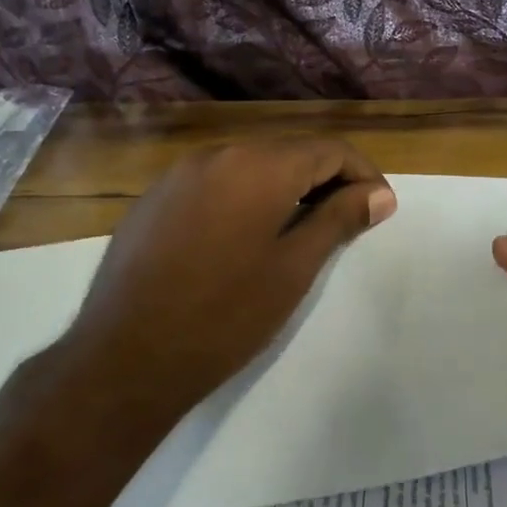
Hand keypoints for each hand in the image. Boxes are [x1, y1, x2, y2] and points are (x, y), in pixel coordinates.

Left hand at [60, 140, 394, 422]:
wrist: (126, 357)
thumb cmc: (224, 316)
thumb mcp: (294, 268)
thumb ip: (339, 220)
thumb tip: (379, 194)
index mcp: (257, 166)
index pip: (328, 149)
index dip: (363, 173)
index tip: (380, 207)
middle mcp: (216, 154)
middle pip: (288, 151)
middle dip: (326, 178)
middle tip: (348, 220)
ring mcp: (177, 175)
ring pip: (249, 165)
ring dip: (285, 187)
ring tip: (302, 229)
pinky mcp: (153, 200)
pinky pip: (214, 183)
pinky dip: (244, 197)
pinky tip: (246, 236)